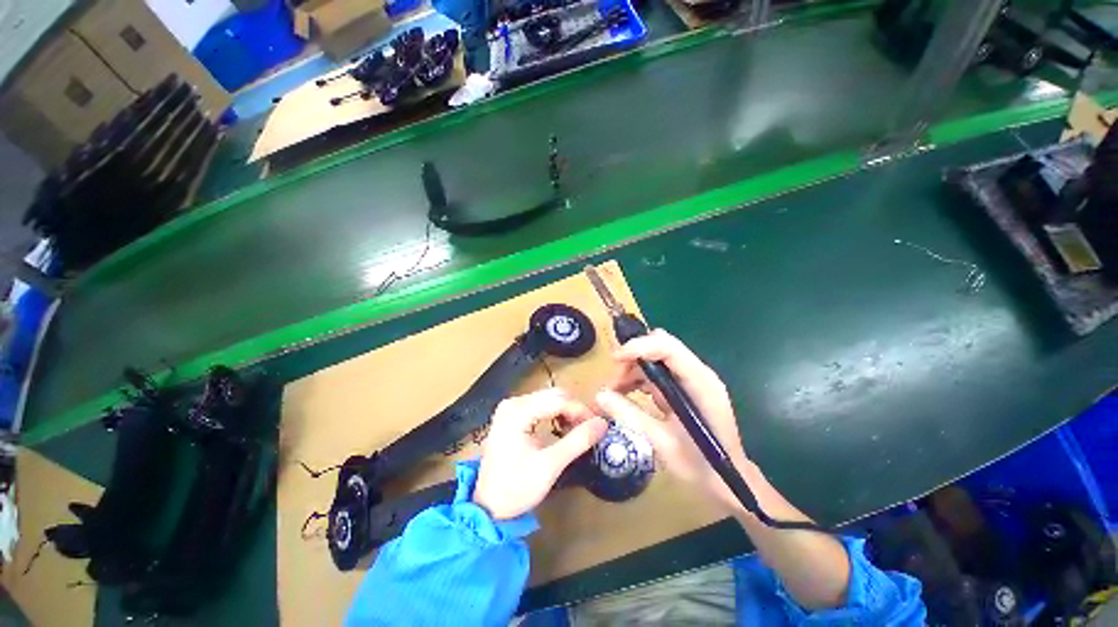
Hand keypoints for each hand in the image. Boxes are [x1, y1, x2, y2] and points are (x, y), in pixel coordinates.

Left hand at [474, 388, 608, 519]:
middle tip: (589, 429)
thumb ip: (577, 441)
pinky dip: (555, 414)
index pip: (558, 400)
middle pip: (554, 395)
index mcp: (517, 412)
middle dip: (574, 410)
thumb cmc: (516, 488)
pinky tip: (562, 428)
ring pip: (549, 398)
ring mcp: (511, 407)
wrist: (487, 506)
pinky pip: (541, 405)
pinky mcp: (512, 414)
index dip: (581, 410)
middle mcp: (513, 403)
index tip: (598, 425)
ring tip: (577, 431)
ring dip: (566, 411)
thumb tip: (602, 423)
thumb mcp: (550, 466)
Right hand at [596, 329, 748, 512]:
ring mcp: (690, 379)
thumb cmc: (701, 466)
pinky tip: (624, 395)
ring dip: (631, 370)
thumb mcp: (662, 442)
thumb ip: (631, 415)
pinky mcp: (683, 387)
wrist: (727, 482)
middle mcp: (697, 373)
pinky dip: (637, 380)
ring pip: (654, 359)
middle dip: (632, 359)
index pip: (668, 348)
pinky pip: (655, 373)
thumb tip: (599, 395)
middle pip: (659, 348)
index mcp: (700, 383)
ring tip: (613, 392)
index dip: (640, 346)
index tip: (614, 359)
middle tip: (611, 382)